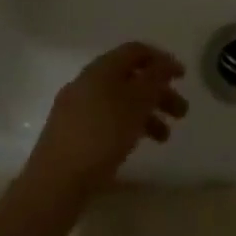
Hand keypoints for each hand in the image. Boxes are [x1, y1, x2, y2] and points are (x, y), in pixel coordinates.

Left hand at [30, 43, 188, 192]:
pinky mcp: (70, 135)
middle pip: (130, 78)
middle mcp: (87, 83)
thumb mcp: (137, 102)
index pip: (136, 51)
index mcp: (101, 69)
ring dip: (146, 114)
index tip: (182, 77)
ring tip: (164, 138)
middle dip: (159, 92)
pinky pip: (106, 121)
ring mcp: (75, 110)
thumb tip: (166, 63)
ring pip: (120, 102)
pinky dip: (127, 127)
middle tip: (181, 112)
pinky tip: (135, 145)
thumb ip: (155, 78)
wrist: (54, 185)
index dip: (162, 59)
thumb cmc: (102, 135)